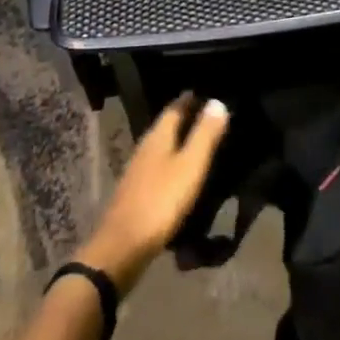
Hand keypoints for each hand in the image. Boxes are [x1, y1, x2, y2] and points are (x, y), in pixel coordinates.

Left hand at [79, 95, 229, 292]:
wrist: (122, 247)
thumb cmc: (160, 202)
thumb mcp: (190, 166)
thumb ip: (204, 135)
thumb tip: (218, 101)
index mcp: (159, 136)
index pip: (176, 107)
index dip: (191, 99)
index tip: (207, 92)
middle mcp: (146, 146)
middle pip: (167, 125)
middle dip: (185, 118)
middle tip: (208, 115)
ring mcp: (138, 170)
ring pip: (162, 146)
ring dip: (178, 141)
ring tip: (199, 143)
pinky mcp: (136, 192)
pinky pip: (159, 167)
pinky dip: (172, 163)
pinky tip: (180, 175)